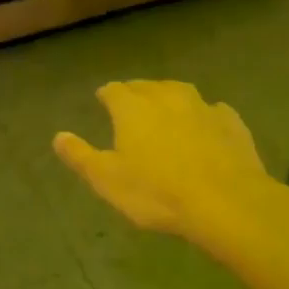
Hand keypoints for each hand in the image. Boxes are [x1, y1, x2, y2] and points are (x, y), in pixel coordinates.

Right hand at [54, 81, 288, 266]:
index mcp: (133, 107)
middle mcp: (166, 96)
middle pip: (146, 87)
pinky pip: (212, 110)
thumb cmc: (157, 192)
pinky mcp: (231, 121)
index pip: (113, 91)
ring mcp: (202, 106)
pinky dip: (203, 116)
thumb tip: (58, 136)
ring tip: (166, 111)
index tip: (103, 100)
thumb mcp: (108, 180)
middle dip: (136, 93)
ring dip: (170, 99)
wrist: (226, 201)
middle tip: (132, 107)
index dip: (106, 95)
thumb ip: (81, 156)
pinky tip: (205, 128)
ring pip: (180, 92)